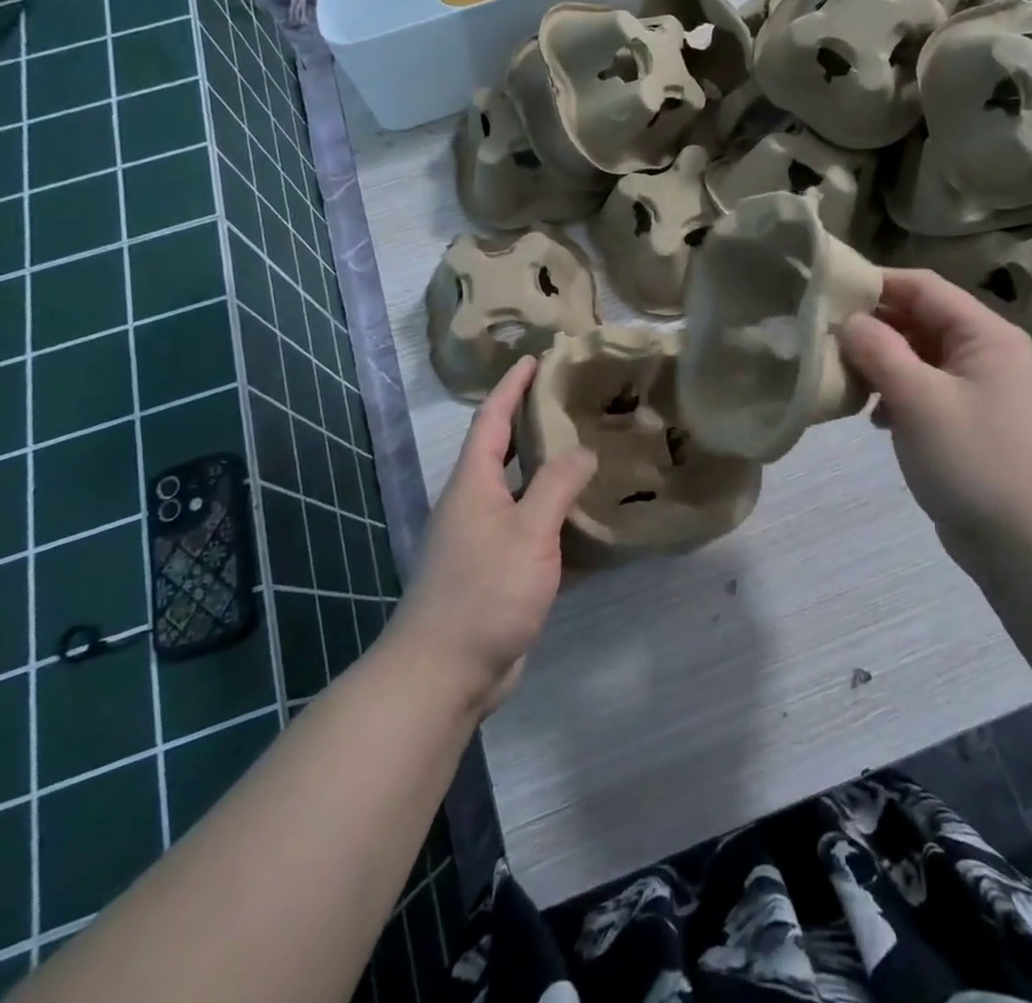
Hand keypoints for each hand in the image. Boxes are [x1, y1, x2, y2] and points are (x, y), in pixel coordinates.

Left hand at [392, 356, 595, 716]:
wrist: (443, 672)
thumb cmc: (484, 591)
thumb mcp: (528, 532)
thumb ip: (557, 486)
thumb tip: (582, 451)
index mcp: (473, 483)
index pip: (491, 419)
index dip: (512, 386)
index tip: (535, 359)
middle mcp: (473, 503)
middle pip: (503, 450)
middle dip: (532, 421)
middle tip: (573, 402)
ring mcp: (483, 540)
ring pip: (519, 491)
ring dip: (547, 470)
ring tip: (588, 452)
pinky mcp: (496, 572)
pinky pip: (529, 529)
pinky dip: (554, 516)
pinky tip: (585, 519)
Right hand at [839, 269, 1031, 571]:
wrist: (1025, 543)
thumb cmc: (973, 460)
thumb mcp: (918, 399)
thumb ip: (878, 351)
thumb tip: (848, 321)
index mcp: (985, 334)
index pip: (923, 286)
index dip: (875, 283)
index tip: (827, 292)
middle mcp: (986, 351)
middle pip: (920, 319)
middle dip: (872, 327)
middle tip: (823, 338)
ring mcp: (979, 387)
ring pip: (918, 356)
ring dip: (880, 362)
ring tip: (843, 379)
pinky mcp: (968, 419)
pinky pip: (924, 388)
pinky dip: (895, 393)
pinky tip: (873, 417)